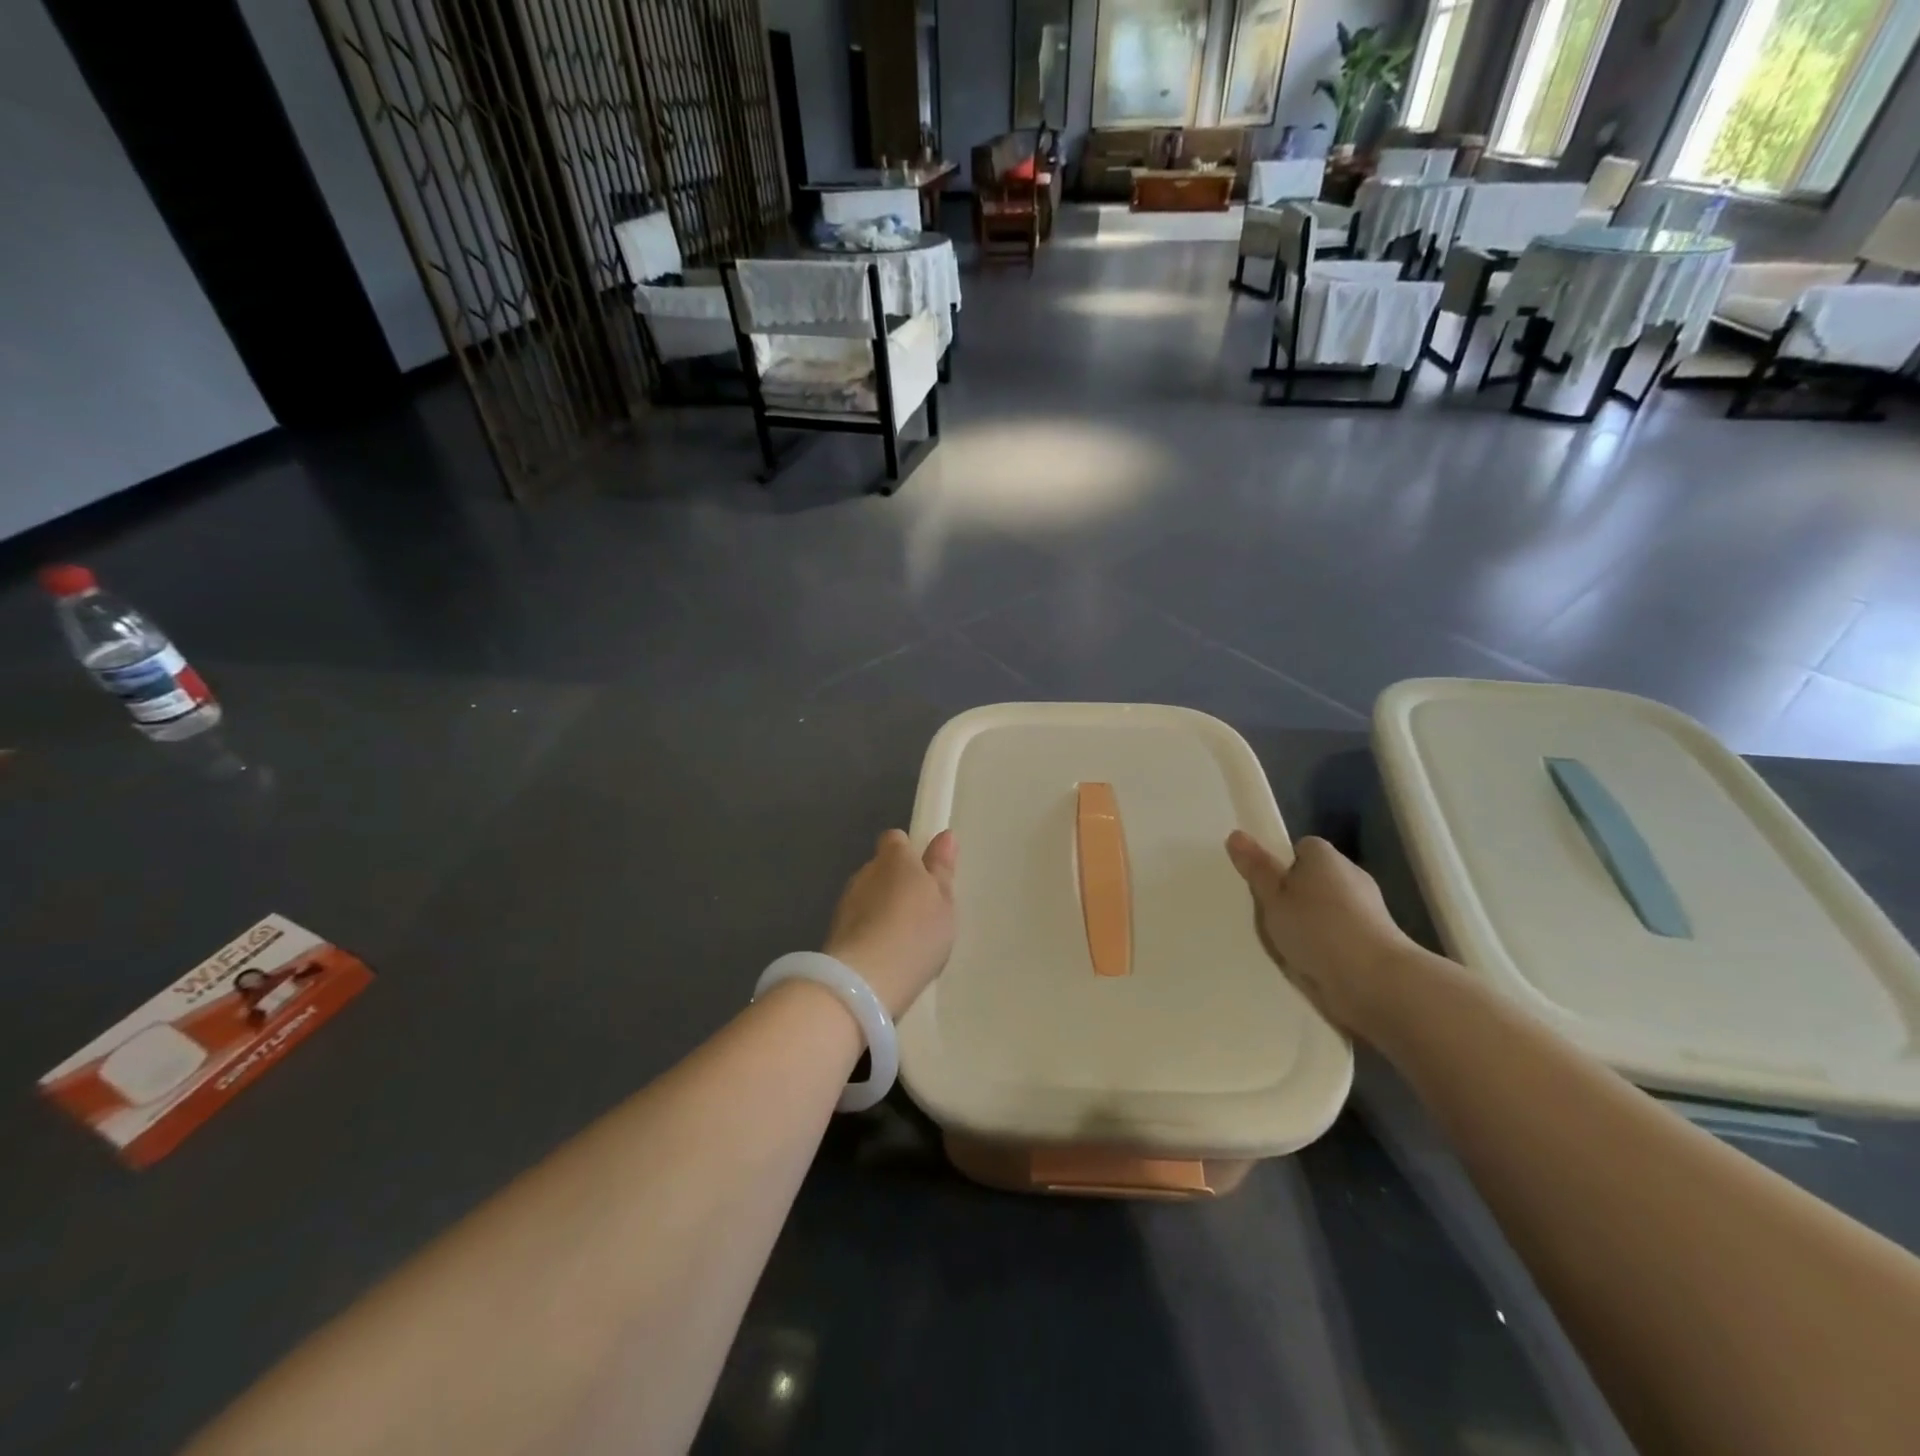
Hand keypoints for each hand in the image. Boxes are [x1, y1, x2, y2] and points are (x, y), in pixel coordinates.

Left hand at [824, 829, 957, 1018]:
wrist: (865, 980)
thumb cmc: (916, 933)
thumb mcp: (943, 902)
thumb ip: (942, 869)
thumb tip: (945, 835)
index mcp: (894, 858)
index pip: (895, 839)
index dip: (908, 852)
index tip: (924, 874)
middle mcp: (865, 872)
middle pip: (880, 868)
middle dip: (895, 883)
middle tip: (920, 911)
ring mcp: (846, 902)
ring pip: (867, 896)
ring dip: (881, 908)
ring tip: (903, 937)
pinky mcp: (834, 931)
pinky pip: (858, 922)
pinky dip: (869, 931)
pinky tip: (884, 954)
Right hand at [1225, 831, 1417, 1036]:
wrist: (1375, 983)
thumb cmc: (1317, 928)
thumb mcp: (1274, 898)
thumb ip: (1257, 869)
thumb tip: (1236, 834)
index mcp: (1326, 857)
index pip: (1302, 848)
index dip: (1282, 865)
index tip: (1267, 887)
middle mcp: (1351, 875)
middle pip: (1315, 878)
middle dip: (1295, 895)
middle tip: (1271, 916)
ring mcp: (1368, 909)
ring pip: (1329, 908)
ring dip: (1312, 922)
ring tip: (1288, 944)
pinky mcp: (1376, 941)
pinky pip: (1341, 934)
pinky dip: (1328, 944)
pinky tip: (1311, 962)